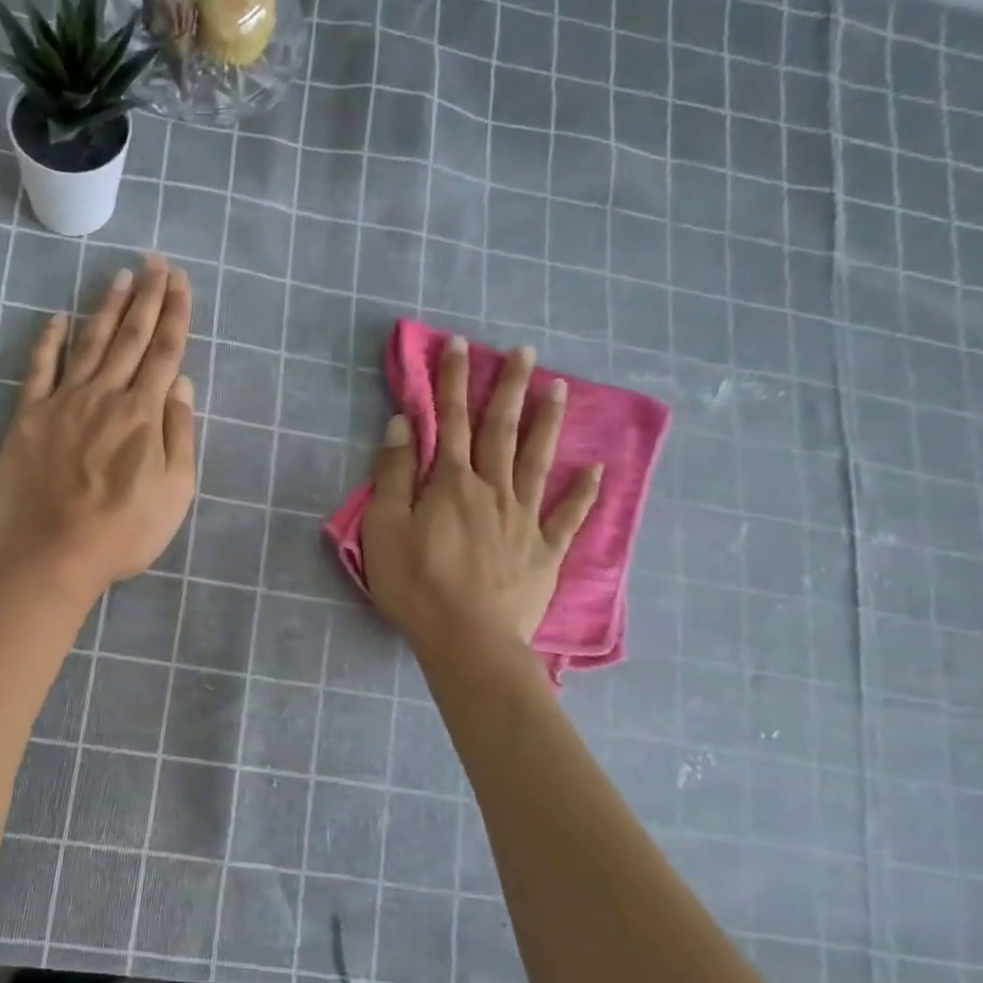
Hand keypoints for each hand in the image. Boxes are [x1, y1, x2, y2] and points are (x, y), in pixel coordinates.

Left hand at [0, 255, 196, 599]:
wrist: (53, 552)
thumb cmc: (123, 531)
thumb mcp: (175, 492)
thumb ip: (180, 434)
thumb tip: (180, 384)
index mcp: (144, 414)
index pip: (164, 352)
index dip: (175, 314)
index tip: (180, 281)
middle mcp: (105, 396)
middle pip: (129, 337)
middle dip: (146, 297)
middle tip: (154, 262)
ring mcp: (63, 402)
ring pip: (89, 344)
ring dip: (106, 307)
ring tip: (119, 276)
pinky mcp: (29, 417)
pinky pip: (39, 369)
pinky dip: (48, 341)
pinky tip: (57, 319)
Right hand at [361, 335, 601, 658]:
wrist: (467, 638)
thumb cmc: (416, 584)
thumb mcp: (386, 528)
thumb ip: (394, 474)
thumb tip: (403, 424)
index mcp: (451, 483)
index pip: (450, 421)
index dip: (452, 381)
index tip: (460, 344)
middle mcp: (493, 489)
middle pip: (501, 430)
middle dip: (508, 388)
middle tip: (524, 351)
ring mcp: (524, 519)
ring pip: (538, 460)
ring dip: (547, 422)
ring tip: (559, 388)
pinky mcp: (544, 550)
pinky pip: (568, 515)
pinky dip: (584, 491)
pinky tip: (596, 469)